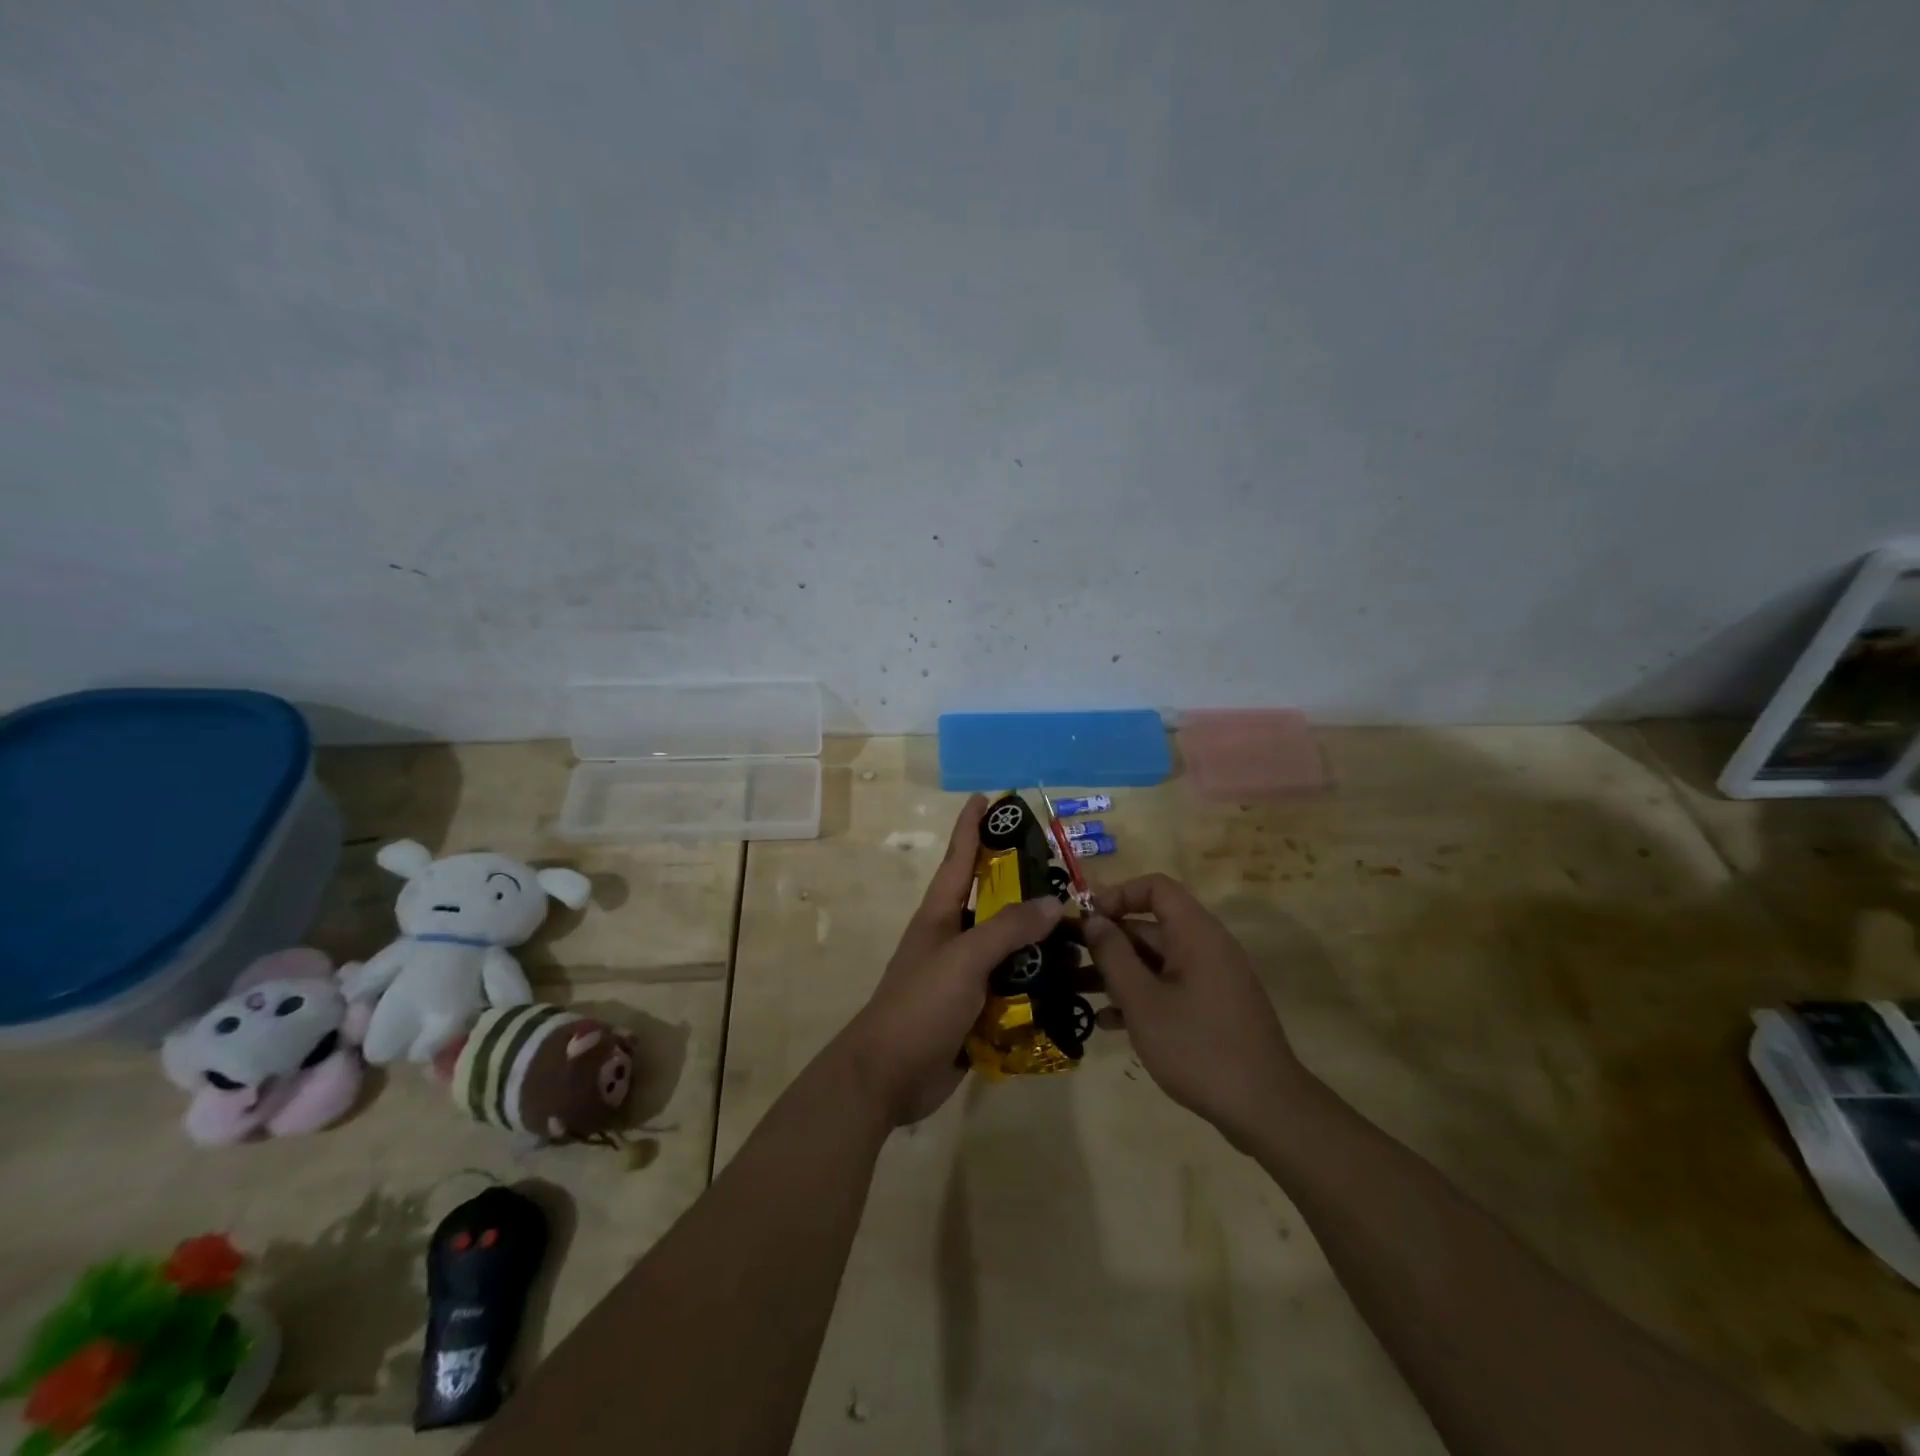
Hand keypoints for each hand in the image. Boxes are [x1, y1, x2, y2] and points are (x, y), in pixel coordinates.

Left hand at [837, 794, 1064, 1125]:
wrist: (889, 1077)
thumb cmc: (919, 1005)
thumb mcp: (963, 960)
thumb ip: (1007, 929)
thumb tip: (1053, 902)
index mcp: (941, 915)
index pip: (959, 858)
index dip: (971, 826)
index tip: (986, 797)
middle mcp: (955, 938)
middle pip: (994, 901)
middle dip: (1025, 884)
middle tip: (1067, 872)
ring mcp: (966, 975)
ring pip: (1011, 947)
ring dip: (1042, 941)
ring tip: (1085, 932)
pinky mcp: (979, 1009)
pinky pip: (1016, 987)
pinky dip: (1041, 984)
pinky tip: (1074, 985)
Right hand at [1082, 874, 1308, 1146]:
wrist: (1265, 1109)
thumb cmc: (1198, 1046)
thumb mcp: (1143, 1001)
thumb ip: (1113, 955)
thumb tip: (1093, 919)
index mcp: (1195, 933)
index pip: (1156, 888)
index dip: (1118, 895)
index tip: (1087, 920)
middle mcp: (1206, 947)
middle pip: (1151, 927)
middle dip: (1108, 941)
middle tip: (1068, 960)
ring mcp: (1212, 979)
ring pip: (1156, 961)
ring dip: (1118, 972)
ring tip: (1077, 990)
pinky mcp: (1213, 1009)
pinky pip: (1170, 988)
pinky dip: (1141, 997)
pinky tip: (1108, 1023)